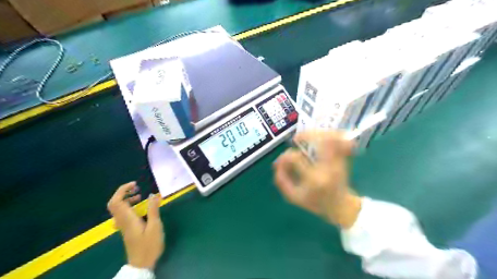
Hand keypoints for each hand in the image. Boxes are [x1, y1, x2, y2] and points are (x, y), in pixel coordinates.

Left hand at [107, 182, 164, 268]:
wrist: (141, 264)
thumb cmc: (149, 245)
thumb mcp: (155, 226)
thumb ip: (153, 210)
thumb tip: (153, 194)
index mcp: (128, 219)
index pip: (116, 201)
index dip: (123, 190)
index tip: (136, 184)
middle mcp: (122, 221)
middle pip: (114, 203)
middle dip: (123, 192)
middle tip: (137, 188)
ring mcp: (123, 225)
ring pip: (118, 208)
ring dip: (127, 199)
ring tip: (140, 195)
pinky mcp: (126, 229)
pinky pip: (123, 213)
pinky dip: (129, 206)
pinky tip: (140, 208)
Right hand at [274, 131, 363, 228]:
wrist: (341, 206)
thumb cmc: (315, 203)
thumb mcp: (293, 197)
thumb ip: (281, 180)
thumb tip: (277, 163)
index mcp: (314, 179)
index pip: (297, 158)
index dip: (285, 157)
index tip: (282, 161)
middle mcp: (328, 168)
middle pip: (321, 141)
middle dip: (306, 135)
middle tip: (297, 139)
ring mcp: (339, 161)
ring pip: (333, 138)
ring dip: (319, 132)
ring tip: (309, 136)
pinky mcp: (344, 158)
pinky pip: (341, 140)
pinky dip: (332, 134)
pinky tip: (322, 136)